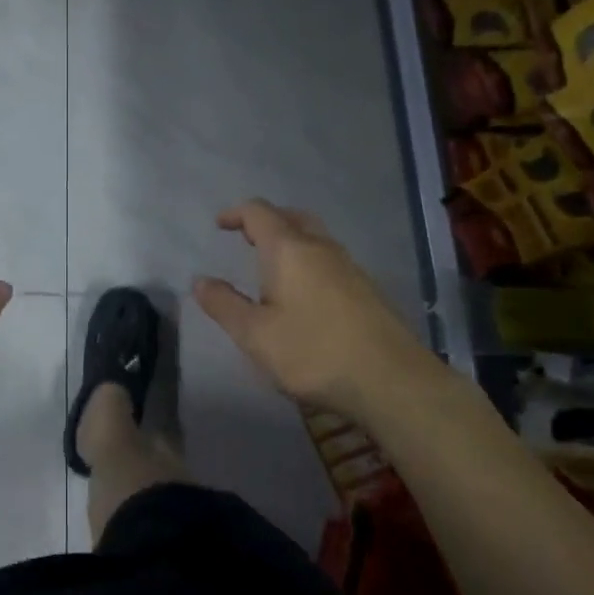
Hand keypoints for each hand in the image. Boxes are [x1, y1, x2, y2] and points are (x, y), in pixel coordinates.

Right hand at [193, 199, 434, 414]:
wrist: (393, 382)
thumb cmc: (314, 353)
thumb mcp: (255, 335)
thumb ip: (224, 305)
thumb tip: (199, 280)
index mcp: (289, 249)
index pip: (259, 213)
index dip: (236, 213)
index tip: (219, 224)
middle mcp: (320, 247)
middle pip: (291, 216)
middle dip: (266, 221)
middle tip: (247, 237)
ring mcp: (349, 266)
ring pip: (315, 236)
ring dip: (291, 239)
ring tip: (273, 264)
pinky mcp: (367, 289)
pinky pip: (330, 258)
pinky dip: (309, 259)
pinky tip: (305, 291)